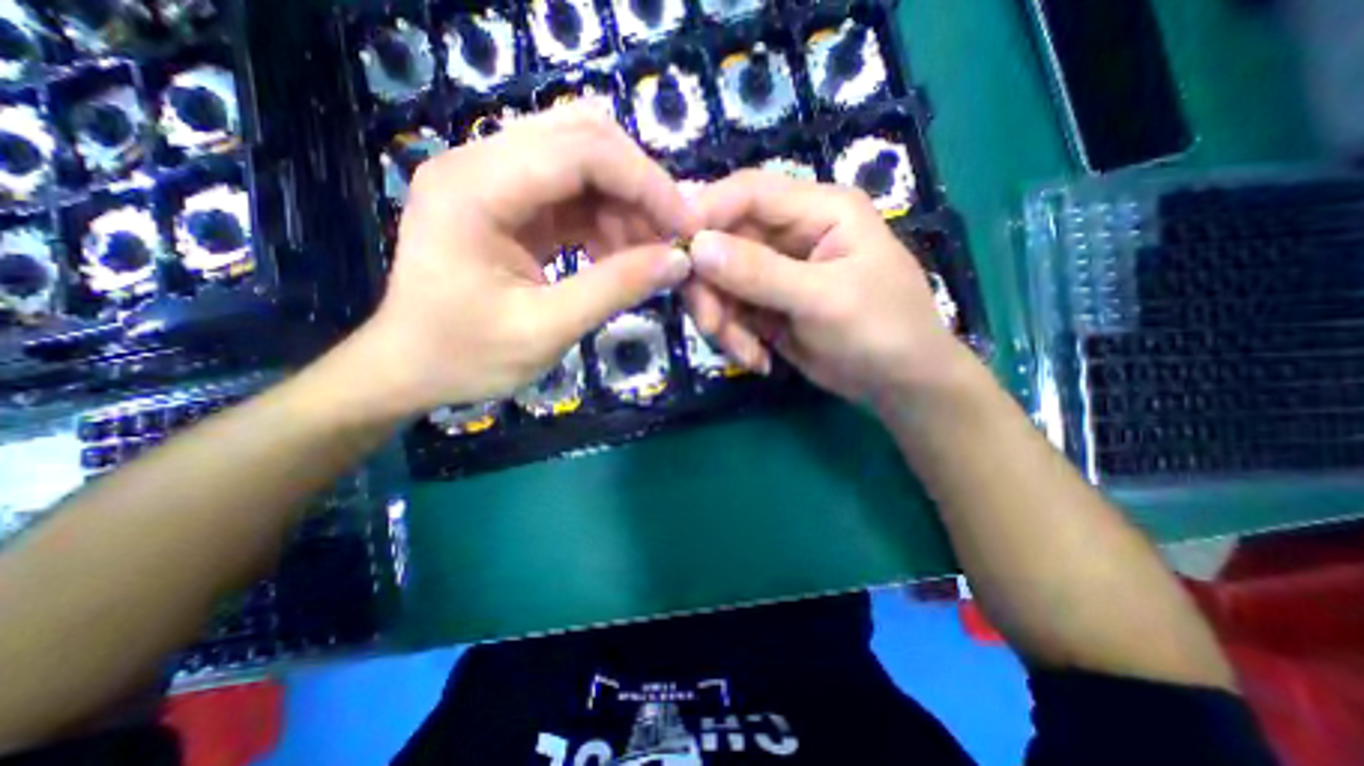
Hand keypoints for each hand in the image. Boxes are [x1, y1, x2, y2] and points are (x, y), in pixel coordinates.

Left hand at [340, 101, 702, 419]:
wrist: (410, 369)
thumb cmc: (466, 357)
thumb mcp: (546, 329)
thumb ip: (615, 289)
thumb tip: (679, 261)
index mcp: (477, 188)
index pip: (581, 149)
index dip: (645, 183)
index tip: (686, 228)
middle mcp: (481, 163)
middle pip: (583, 138)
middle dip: (639, 187)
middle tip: (672, 238)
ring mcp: (494, 180)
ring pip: (584, 164)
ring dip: (626, 207)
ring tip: (648, 257)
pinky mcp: (509, 204)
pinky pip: (574, 196)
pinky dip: (607, 223)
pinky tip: (620, 258)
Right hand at [693, 169, 969, 407]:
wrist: (898, 382)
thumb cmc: (881, 330)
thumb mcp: (823, 299)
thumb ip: (760, 272)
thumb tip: (697, 247)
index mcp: (817, 211)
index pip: (748, 193)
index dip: (705, 213)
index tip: (674, 251)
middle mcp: (791, 234)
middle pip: (723, 242)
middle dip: (711, 287)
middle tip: (713, 326)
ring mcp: (775, 272)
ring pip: (720, 283)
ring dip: (723, 320)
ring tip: (748, 354)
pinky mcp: (765, 305)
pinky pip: (731, 312)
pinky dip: (735, 338)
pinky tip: (759, 359)